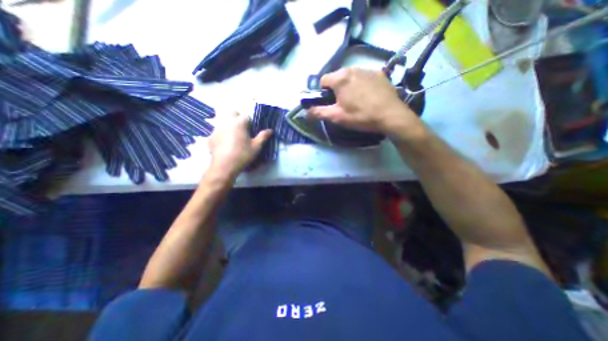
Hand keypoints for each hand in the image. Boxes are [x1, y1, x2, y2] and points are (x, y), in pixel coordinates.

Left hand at [208, 112, 271, 180]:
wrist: (224, 166)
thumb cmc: (243, 155)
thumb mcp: (256, 147)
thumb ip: (263, 136)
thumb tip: (270, 130)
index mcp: (239, 123)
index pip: (246, 115)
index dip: (250, 121)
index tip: (252, 129)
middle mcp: (227, 122)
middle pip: (232, 112)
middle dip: (238, 116)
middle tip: (243, 128)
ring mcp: (217, 128)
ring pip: (223, 119)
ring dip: (229, 123)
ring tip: (234, 135)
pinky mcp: (211, 136)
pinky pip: (217, 130)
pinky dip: (222, 132)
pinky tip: (225, 142)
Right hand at [309, 67, 423, 138]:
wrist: (390, 116)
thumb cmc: (360, 116)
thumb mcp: (337, 117)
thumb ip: (319, 113)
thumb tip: (305, 112)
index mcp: (341, 78)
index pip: (323, 80)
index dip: (323, 93)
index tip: (329, 104)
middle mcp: (353, 68)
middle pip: (337, 78)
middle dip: (336, 90)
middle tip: (343, 105)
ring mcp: (368, 69)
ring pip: (351, 77)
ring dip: (349, 87)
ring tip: (356, 102)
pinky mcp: (380, 74)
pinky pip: (364, 78)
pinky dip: (361, 85)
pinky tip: (368, 97)